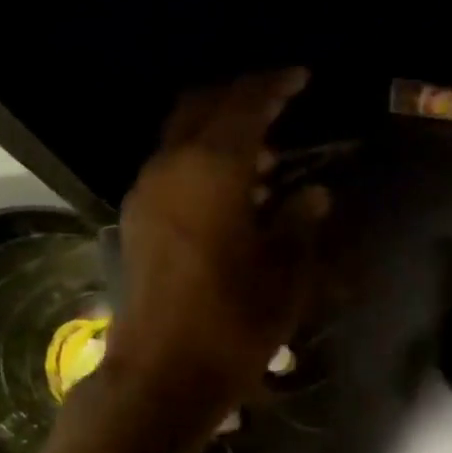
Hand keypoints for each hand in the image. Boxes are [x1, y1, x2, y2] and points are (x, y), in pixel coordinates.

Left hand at [97, 70, 327, 441]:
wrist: (163, 375)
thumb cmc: (233, 324)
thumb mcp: (284, 276)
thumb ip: (300, 225)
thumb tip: (313, 194)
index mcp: (212, 170)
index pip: (245, 105)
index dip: (275, 86)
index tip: (301, 77)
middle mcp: (171, 167)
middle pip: (202, 106)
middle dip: (240, 96)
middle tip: (279, 102)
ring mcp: (147, 193)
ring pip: (181, 137)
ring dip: (219, 132)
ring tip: (264, 153)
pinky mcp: (138, 221)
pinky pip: (171, 167)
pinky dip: (201, 160)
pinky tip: (231, 190)